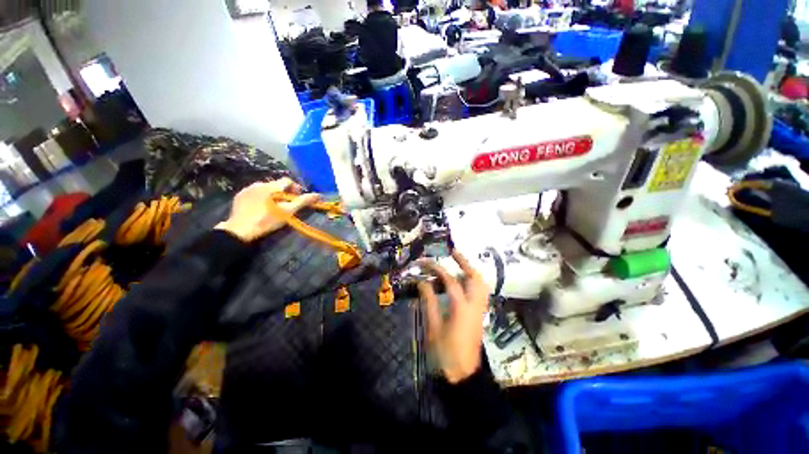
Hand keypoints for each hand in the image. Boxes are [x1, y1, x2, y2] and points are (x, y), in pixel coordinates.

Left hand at [215, 179, 319, 241]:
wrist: (240, 230)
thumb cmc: (267, 220)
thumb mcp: (288, 211)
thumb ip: (303, 201)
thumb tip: (318, 195)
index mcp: (272, 186)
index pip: (288, 181)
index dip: (296, 188)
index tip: (299, 198)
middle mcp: (259, 183)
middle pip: (276, 184)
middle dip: (284, 192)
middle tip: (288, 205)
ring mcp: (247, 189)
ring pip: (265, 188)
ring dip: (273, 194)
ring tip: (274, 207)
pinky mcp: (239, 196)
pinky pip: (254, 192)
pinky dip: (261, 197)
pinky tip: (261, 208)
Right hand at [418, 251, 490, 383]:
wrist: (463, 375)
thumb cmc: (444, 352)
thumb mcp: (432, 326)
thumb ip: (428, 301)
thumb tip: (422, 282)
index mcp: (462, 308)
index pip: (450, 281)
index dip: (437, 269)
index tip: (425, 262)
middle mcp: (475, 305)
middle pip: (475, 277)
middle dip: (465, 262)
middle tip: (452, 253)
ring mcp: (480, 310)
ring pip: (481, 284)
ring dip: (470, 270)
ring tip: (458, 263)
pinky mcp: (480, 315)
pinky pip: (480, 292)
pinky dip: (472, 282)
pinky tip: (461, 282)